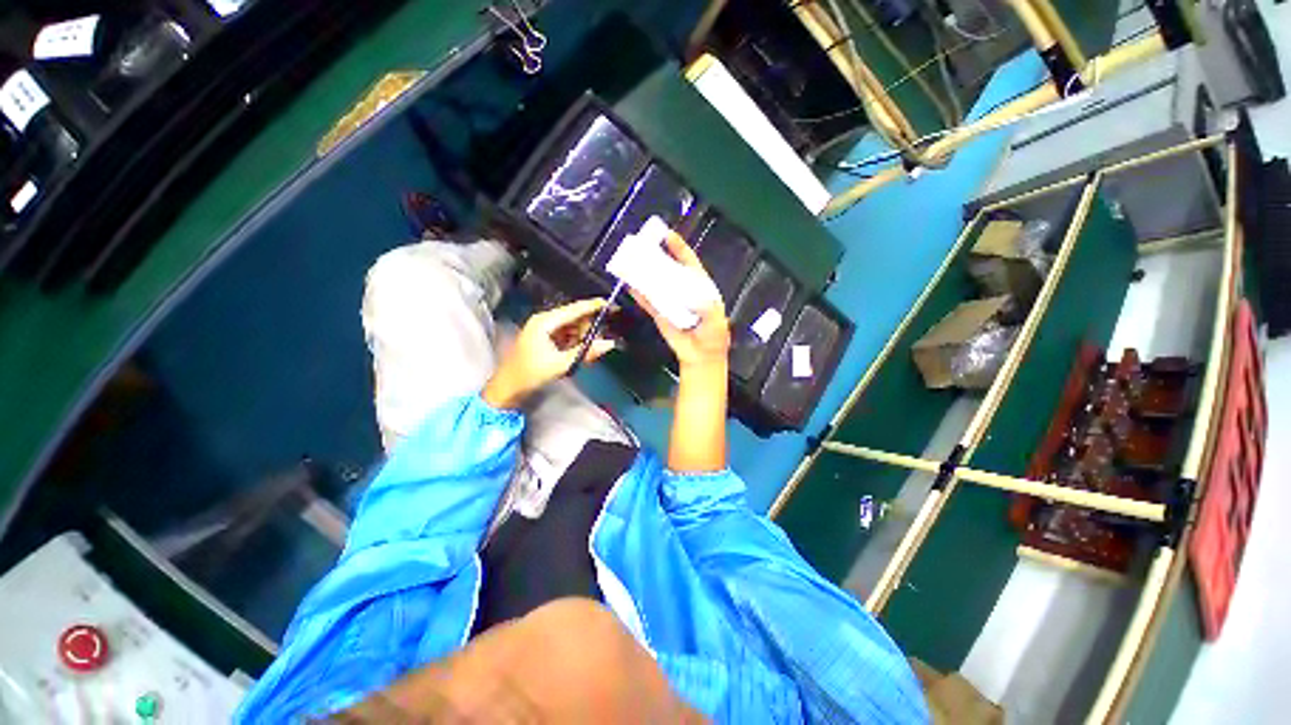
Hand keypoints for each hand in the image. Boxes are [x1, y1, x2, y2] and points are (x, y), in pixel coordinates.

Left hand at [482, 299, 615, 408]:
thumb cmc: (530, 374)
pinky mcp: (546, 339)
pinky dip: (575, 343)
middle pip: (575, 318)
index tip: (611, 305)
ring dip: (583, 338)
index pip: (574, 309)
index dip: (594, 306)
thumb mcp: (560, 364)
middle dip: (588, 329)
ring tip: (588, 352)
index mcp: (545, 322)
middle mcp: (545, 321)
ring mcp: (544, 330)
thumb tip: (609, 344)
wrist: (507, 389)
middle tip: (598, 343)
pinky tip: (579, 353)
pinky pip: (567, 335)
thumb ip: (586, 353)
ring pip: (572, 328)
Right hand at [631, 232, 729, 371]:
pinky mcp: (660, 315)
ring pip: (657, 284)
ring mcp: (671, 302)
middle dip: (658, 257)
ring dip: (645, 274)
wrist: (701, 356)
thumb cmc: (712, 336)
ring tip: (633, 261)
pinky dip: (640, 295)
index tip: (668, 235)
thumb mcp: (715, 319)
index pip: (690, 263)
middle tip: (644, 245)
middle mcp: (684, 291)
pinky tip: (631, 285)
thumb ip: (705, 306)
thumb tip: (691, 295)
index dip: (679, 249)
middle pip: (670, 270)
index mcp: (700, 288)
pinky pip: (649, 303)